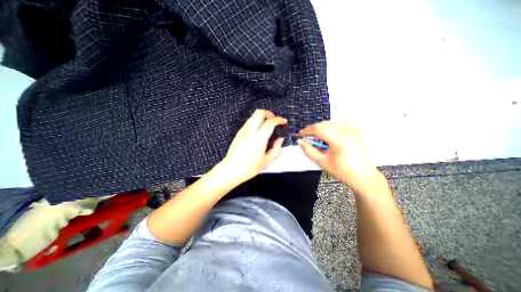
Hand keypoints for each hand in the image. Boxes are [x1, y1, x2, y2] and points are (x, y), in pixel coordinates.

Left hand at [219, 109, 286, 183]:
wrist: (231, 170)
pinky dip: (256, 122)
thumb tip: (280, 139)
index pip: (270, 122)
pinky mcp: (238, 133)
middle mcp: (250, 132)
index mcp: (259, 139)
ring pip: (253, 116)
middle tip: (274, 120)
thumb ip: (276, 149)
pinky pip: (249, 122)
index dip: (279, 119)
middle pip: (259, 113)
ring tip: (267, 125)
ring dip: (262, 117)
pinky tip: (259, 131)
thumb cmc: (250, 168)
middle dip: (269, 113)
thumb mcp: (267, 161)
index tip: (284, 121)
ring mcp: (243, 131)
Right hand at [297, 121, 381, 193]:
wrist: (363, 176)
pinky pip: (341, 123)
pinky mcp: (357, 130)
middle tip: (308, 137)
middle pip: (324, 124)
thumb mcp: (322, 162)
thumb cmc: (342, 171)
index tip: (300, 134)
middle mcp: (347, 130)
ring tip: (319, 137)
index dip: (307, 130)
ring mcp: (353, 129)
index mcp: (338, 139)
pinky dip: (333, 125)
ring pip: (332, 122)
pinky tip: (331, 132)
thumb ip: (309, 150)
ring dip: (322, 127)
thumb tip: (300, 141)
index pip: (318, 128)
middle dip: (314, 129)